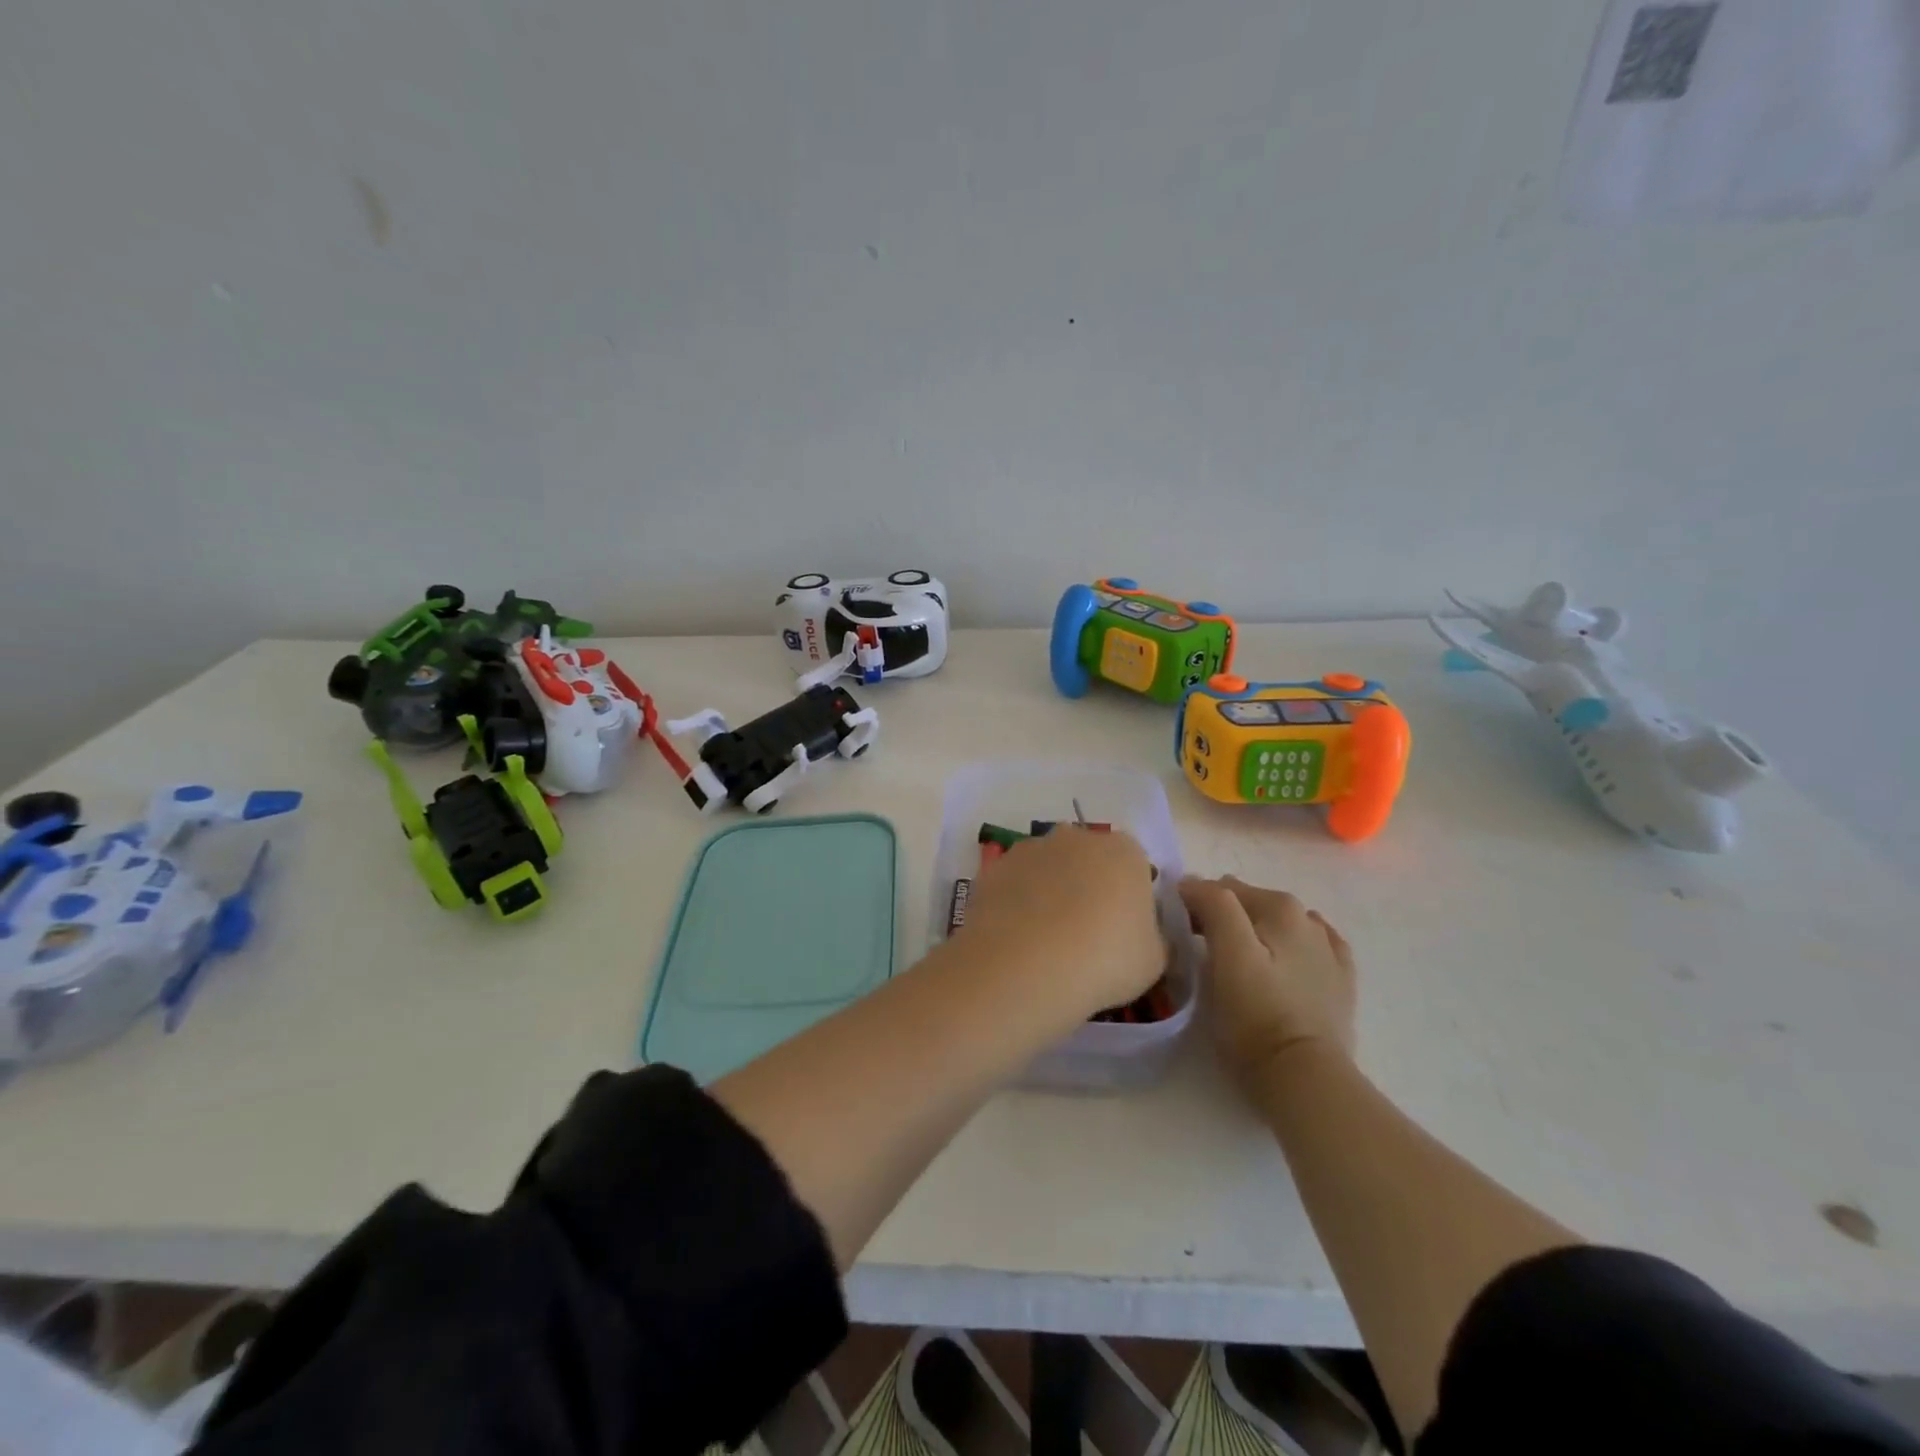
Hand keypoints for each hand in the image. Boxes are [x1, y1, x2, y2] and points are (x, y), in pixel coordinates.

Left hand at [960, 828, 1165, 1018]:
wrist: (1026, 966)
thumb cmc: (1105, 959)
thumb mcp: (1154, 960)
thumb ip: (1154, 936)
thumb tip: (1143, 934)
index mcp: (1123, 851)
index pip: (1134, 864)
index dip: (1130, 896)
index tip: (1124, 930)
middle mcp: (1076, 838)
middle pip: (1088, 859)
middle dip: (1088, 886)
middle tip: (1086, 933)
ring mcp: (1030, 849)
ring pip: (1047, 868)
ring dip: (1049, 892)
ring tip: (1045, 940)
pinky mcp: (994, 868)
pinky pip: (1014, 884)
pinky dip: (1016, 904)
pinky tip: (1017, 939)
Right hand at [1178, 876, 1355, 1082]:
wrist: (1305, 1077)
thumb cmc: (1256, 1015)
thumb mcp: (1228, 954)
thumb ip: (1214, 905)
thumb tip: (1193, 881)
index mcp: (1280, 906)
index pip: (1220, 889)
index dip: (1194, 907)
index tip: (1180, 936)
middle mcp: (1308, 918)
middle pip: (1249, 905)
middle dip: (1224, 920)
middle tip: (1204, 956)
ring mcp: (1329, 950)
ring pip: (1277, 925)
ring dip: (1255, 934)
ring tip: (1239, 967)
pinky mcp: (1340, 982)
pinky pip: (1308, 949)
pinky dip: (1288, 950)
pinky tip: (1281, 966)